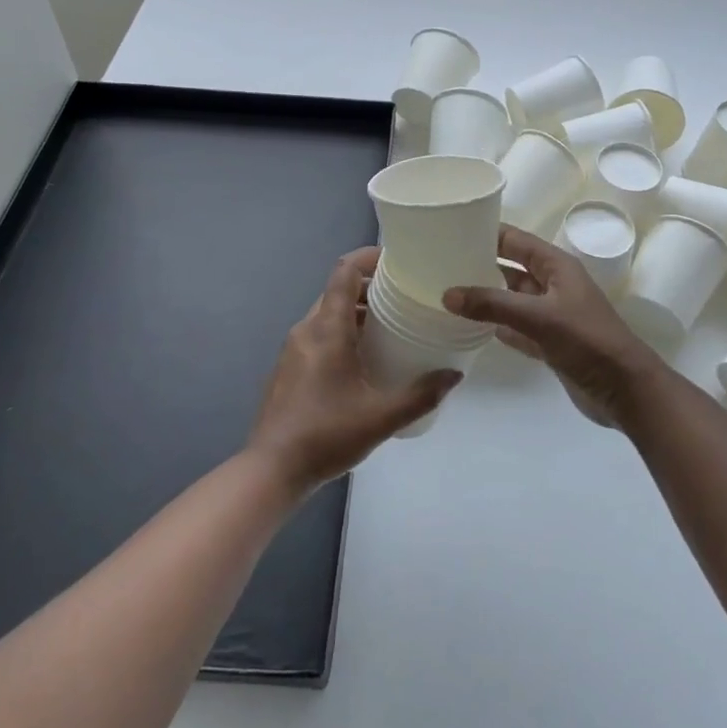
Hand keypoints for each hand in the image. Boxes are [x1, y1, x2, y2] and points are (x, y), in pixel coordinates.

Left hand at [248, 248, 461, 494]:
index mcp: (327, 329)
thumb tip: (454, 375)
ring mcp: (294, 349)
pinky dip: (343, 331)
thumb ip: (421, 395)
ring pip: (328, 313)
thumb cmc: (326, 435)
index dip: (369, 257)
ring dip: (358, 312)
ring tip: (392, 327)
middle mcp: (307, 329)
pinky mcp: (289, 367)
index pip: (345, 271)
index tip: (398, 261)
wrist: (271, 470)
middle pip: (338, 290)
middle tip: (405, 297)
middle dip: (371, 287)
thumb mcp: (381, 417)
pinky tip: (365, 359)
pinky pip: (319, 334)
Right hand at [444, 226, 665, 428]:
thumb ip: (492, 304)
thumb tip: (447, 294)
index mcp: (557, 266)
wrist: (626, 390)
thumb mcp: (538, 316)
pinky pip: (518, 328)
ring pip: (513, 299)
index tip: (453, 229)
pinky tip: (472, 327)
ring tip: (449, 293)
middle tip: (441, 263)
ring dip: (487, 297)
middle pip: (512, 268)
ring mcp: (553, 315)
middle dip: (482, 264)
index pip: (516, 240)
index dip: (488, 232)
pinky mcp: (551, 343)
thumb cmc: (587, 341)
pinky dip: (498, 326)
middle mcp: (554, 285)